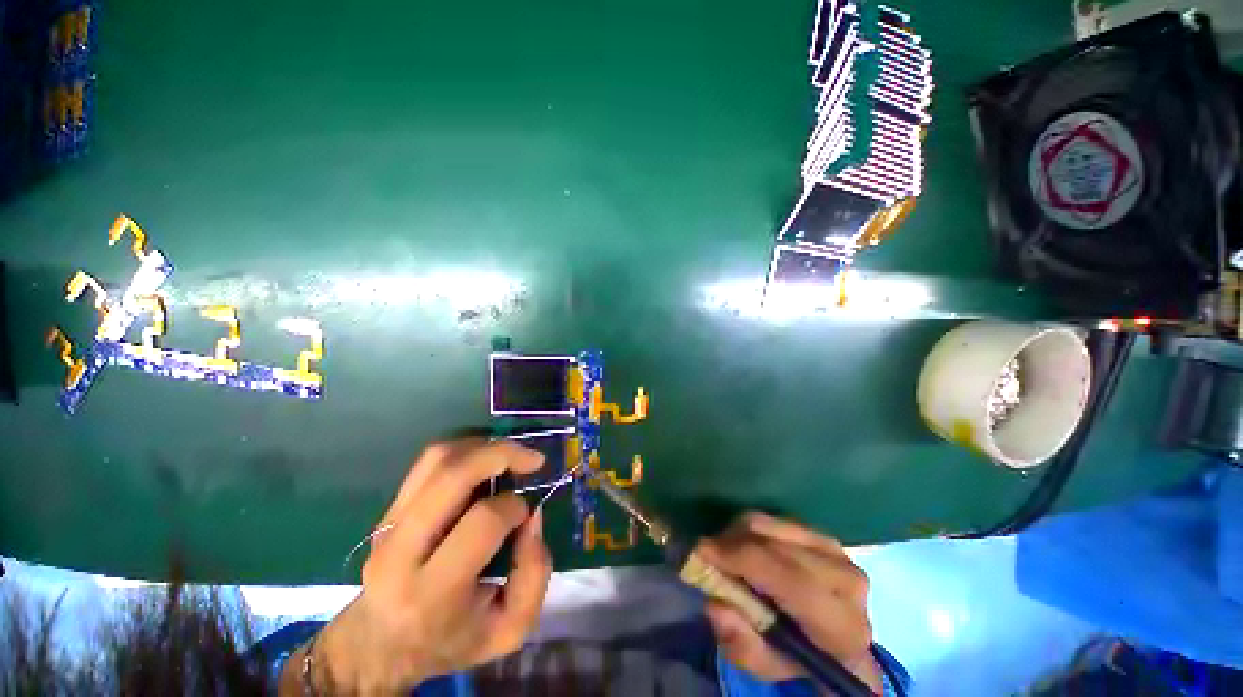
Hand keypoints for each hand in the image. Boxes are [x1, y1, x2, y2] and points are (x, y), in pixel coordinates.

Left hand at [286, 439, 551, 693]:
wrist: (379, 645)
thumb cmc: (450, 641)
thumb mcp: (508, 630)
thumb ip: (534, 575)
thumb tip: (533, 516)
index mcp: (432, 592)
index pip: (482, 523)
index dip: (515, 507)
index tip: (527, 514)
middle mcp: (401, 552)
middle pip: (452, 476)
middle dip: (502, 454)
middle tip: (533, 458)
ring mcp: (388, 525)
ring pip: (436, 459)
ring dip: (483, 446)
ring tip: (510, 455)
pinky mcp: (387, 510)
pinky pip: (427, 462)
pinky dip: (464, 449)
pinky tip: (485, 459)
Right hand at [698, 513, 881, 693]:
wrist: (839, 643)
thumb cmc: (800, 659)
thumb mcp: (767, 667)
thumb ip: (742, 644)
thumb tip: (715, 604)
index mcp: (840, 623)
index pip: (786, 577)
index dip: (739, 558)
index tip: (700, 552)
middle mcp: (844, 578)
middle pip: (771, 544)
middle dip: (730, 544)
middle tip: (707, 556)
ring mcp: (835, 549)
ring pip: (769, 525)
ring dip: (737, 534)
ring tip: (727, 555)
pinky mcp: (821, 533)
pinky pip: (773, 519)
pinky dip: (750, 530)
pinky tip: (746, 549)